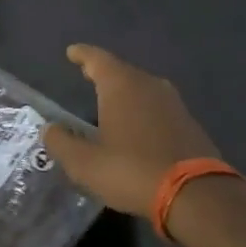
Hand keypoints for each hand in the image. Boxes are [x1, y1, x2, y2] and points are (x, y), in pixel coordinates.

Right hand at [41, 44, 220, 215]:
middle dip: (103, 73)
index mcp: (122, 86)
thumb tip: (49, 130)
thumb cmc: (132, 171)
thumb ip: (62, 143)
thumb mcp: (85, 164)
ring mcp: (173, 103)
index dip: (82, 55)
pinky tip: (136, 127)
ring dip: (125, 93)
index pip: (97, 59)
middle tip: (87, 75)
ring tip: (110, 102)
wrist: (196, 195)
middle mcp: (149, 85)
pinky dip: (142, 111)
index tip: (72, 51)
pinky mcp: (188, 123)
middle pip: (122, 71)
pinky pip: (157, 108)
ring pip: (142, 89)